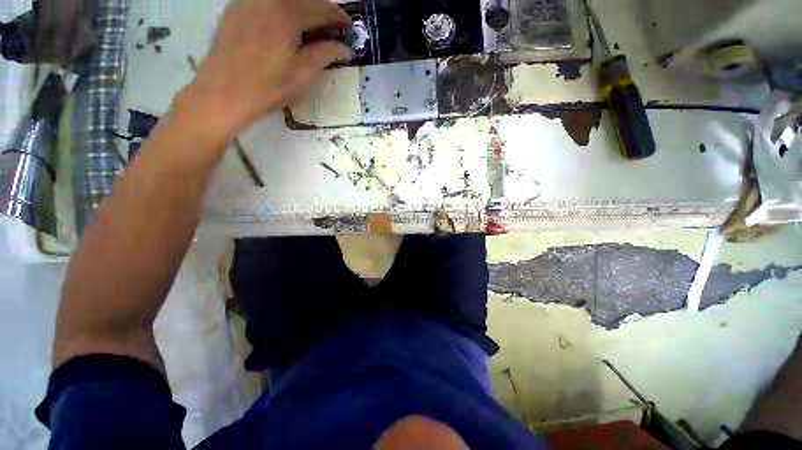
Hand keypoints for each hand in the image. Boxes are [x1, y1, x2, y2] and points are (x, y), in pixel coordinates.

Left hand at [178, 0, 352, 140]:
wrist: (225, 91)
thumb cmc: (269, 87)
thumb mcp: (304, 75)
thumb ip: (325, 55)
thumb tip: (345, 48)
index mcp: (286, 14)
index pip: (322, 8)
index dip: (339, 17)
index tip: (348, 28)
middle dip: (321, 8)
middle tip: (329, 27)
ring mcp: (248, 0)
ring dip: (301, 7)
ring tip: (308, 26)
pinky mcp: (235, 8)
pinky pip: (265, 1)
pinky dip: (280, 8)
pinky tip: (283, 25)